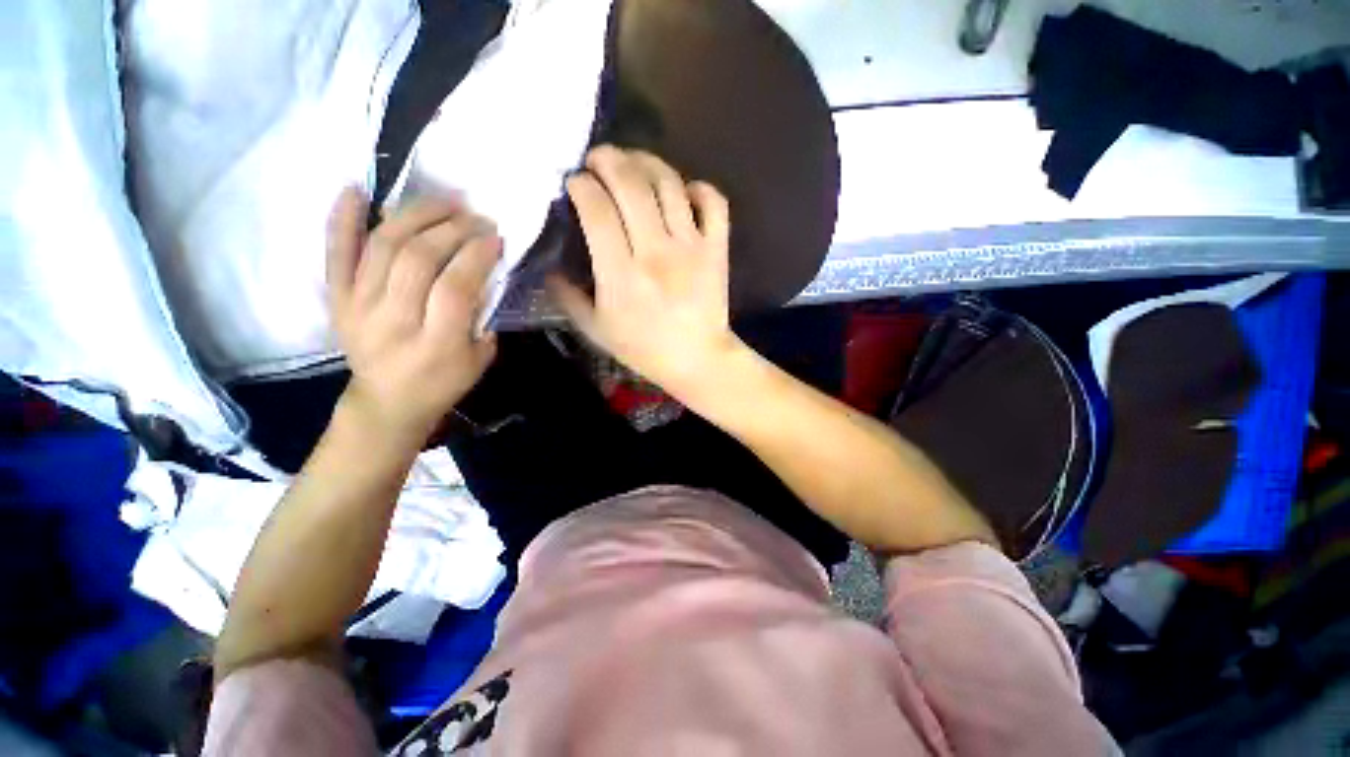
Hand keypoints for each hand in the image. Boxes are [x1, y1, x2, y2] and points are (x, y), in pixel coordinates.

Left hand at [326, 189, 500, 445]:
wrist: (386, 402)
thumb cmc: (441, 384)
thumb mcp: (479, 361)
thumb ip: (483, 317)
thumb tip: (484, 272)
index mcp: (436, 344)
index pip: (454, 286)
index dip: (476, 255)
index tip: (495, 237)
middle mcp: (393, 320)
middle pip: (418, 258)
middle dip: (453, 229)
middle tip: (476, 216)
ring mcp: (358, 306)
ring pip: (383, 245)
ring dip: (416, 214)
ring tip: (444, 200)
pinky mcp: (336, 298)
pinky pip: (335, 253)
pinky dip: (342, 218)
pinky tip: (358, 189)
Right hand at [548, 146, 741, 399]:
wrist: (697, 359)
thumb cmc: (644, 349)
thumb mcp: (595, 330)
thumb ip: (567, 296)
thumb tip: (548, 265)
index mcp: (621, 275)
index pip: (596, 210)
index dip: (581, 185)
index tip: (574, 183)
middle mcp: (656, 252)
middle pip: (630, 184)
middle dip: (607, 159)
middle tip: (597, 159)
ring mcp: (691, 247)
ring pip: (669, 183)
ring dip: (646, 162)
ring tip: (632, 163)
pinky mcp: (716, 249)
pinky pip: (713, 203)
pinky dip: (698, 188)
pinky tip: (683, 192)